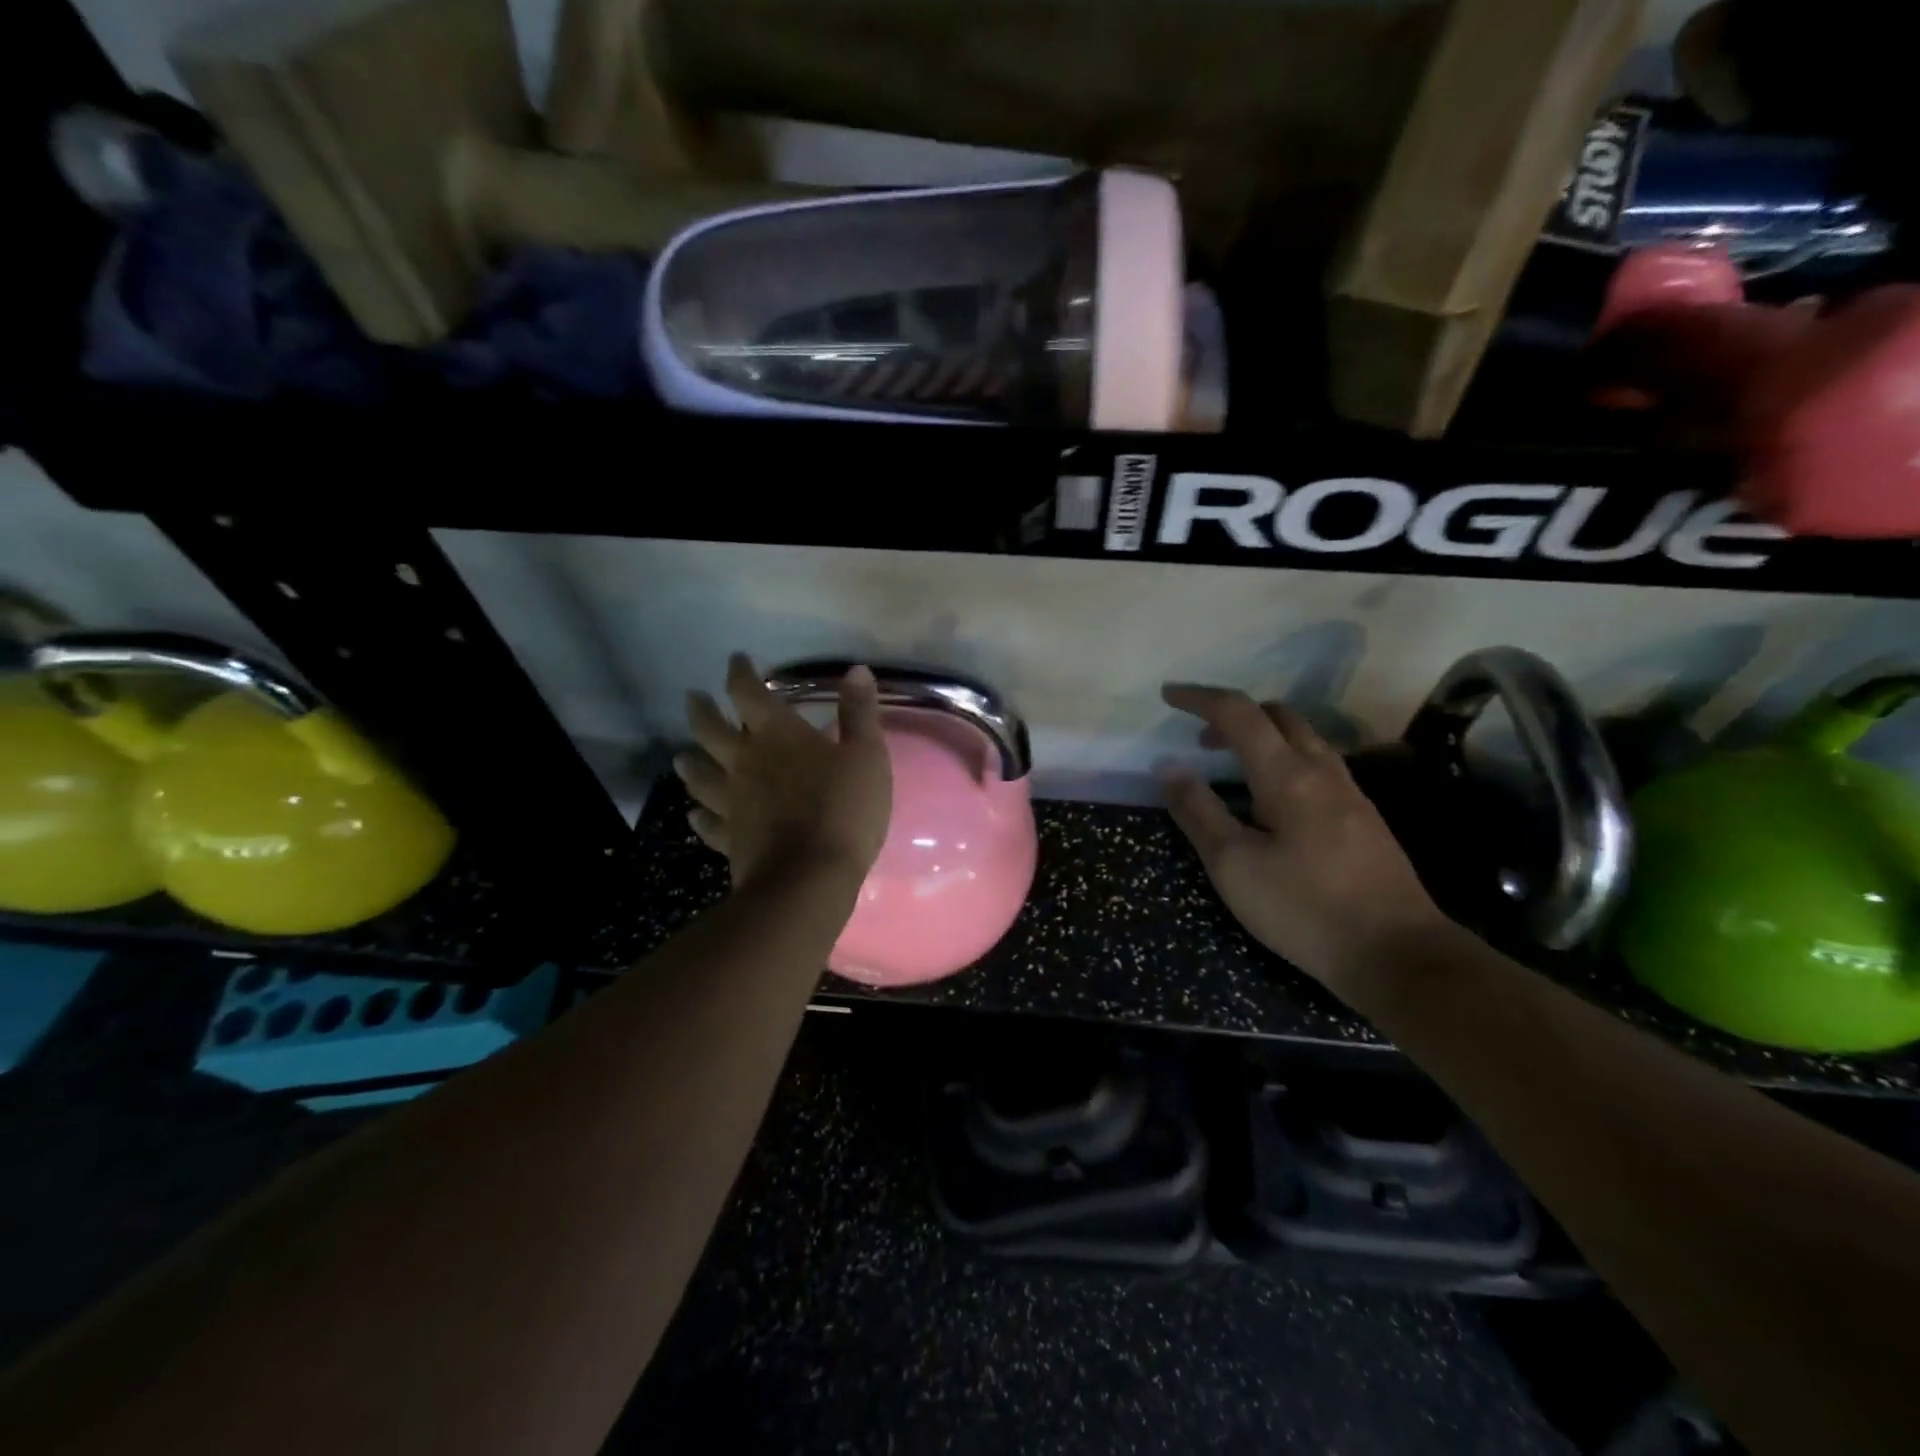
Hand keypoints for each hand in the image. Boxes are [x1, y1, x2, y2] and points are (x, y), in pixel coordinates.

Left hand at [676, 654, 892, 890]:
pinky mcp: (729, 838)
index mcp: (777, 735)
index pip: (748, 693)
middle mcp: (745, 762)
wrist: (809, 878)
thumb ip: (859, 713)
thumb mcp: (867, 756)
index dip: (740, 673)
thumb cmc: (844, 809)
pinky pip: (707, 823)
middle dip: (701, 711)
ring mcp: (732, 802)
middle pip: (710, 730)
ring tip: (681, 755)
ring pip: (700, 775)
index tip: (736, 661)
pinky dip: (699, 815)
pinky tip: (694, 814)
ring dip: (690, 762)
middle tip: (692, 698)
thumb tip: (856, 670)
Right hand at [1159, 685, 1448, 993]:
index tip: (1168, 695)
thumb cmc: (1303, 908)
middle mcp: (1322, 770)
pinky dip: (1285, 759)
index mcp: (1287, 774)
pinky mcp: (1364, 817)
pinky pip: (1318, 764)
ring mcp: (1350, 792)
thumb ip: (1198, 811)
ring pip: (1304, 738)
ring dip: (1263, 736)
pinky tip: (1273, 801)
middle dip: (1234, 715)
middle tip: (1201, 741)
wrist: (1396, 953)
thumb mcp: (1233, 865)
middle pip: (1278, 715)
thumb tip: (1168, 765)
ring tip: (1232, 768)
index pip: (1238, 714)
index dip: (1200, 698)